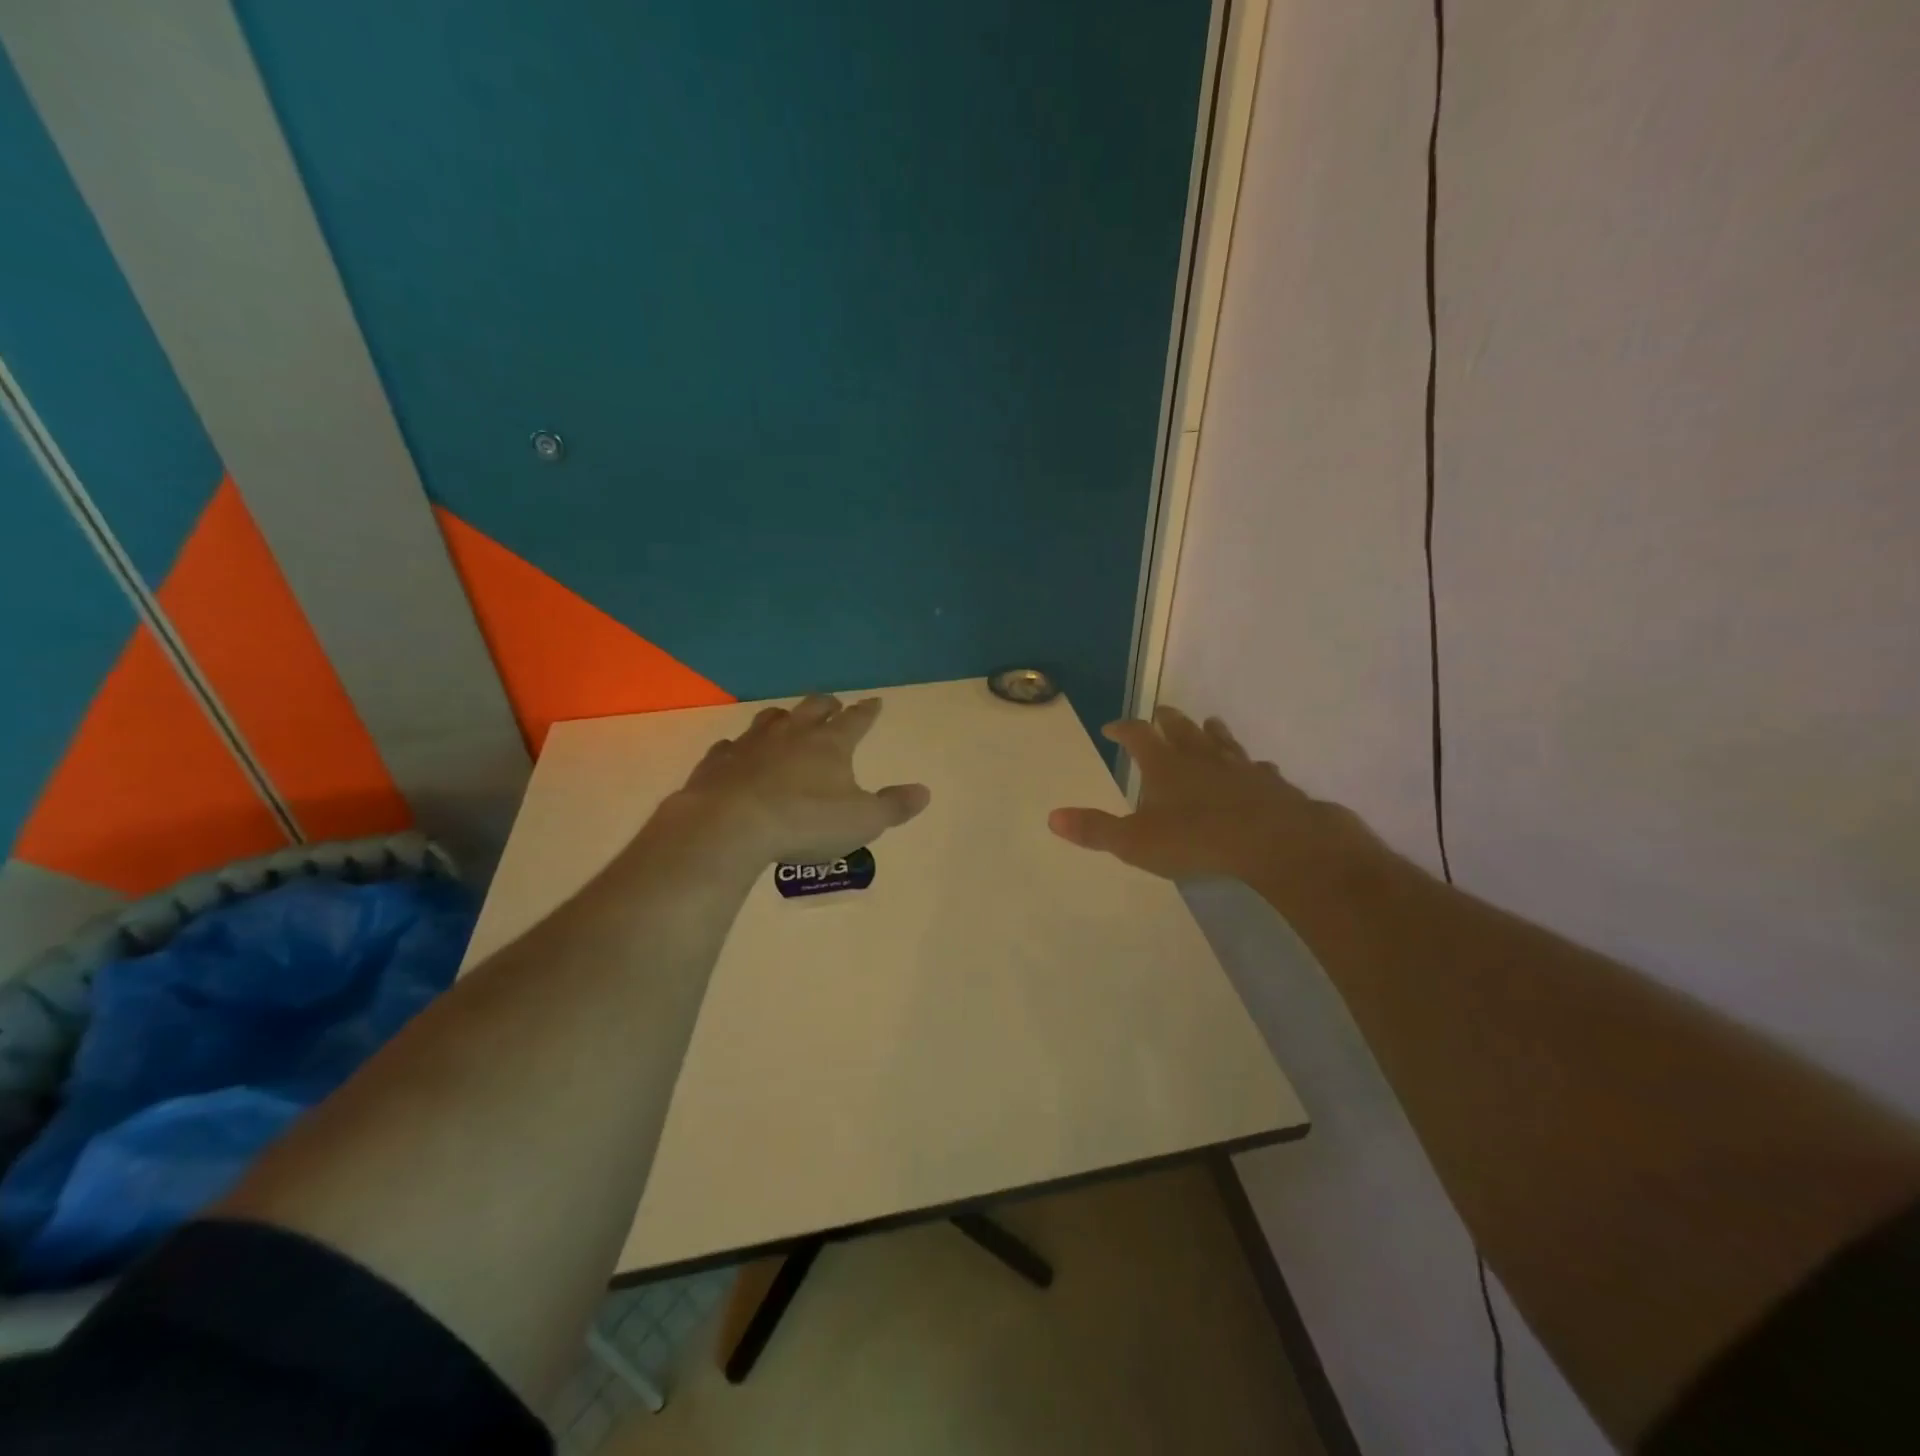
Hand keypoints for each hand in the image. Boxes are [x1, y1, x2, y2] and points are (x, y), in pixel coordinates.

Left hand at [659, 694, 929, 868]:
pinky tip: (736, 753)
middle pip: (813, 708)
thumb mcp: (862, 821)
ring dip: (784, 718)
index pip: (856, 720)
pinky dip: (738, 747)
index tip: (875, 702)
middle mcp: (792, 734)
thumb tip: (924, 791)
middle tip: (834, 705)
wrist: (730, 826)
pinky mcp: (718, 762)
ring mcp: (751, 744)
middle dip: (827, 705)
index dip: (868, 711)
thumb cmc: (805, 822)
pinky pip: (730, 746)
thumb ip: (894, 806)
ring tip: (788, 720)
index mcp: (830, 744)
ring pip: (771, 719)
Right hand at [1048, 706, 1376, 883]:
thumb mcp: (1134, 842)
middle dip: (1166, 718)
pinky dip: (1252, 766)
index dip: (1122, 729)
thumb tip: (1051, 817)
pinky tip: (1257, 769)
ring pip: (1222, 740)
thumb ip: (1095, 829)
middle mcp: (1201, 757)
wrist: (1273, 842)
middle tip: (1159, 711)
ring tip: (1208, 722)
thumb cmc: (1196, 840)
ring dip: (1211, 731)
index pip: (1137, 735)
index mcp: (1164, 765)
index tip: (1111, 727)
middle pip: (1180, 727)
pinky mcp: (1271, 784)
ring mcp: (1239, 767)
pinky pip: (1258, 768)